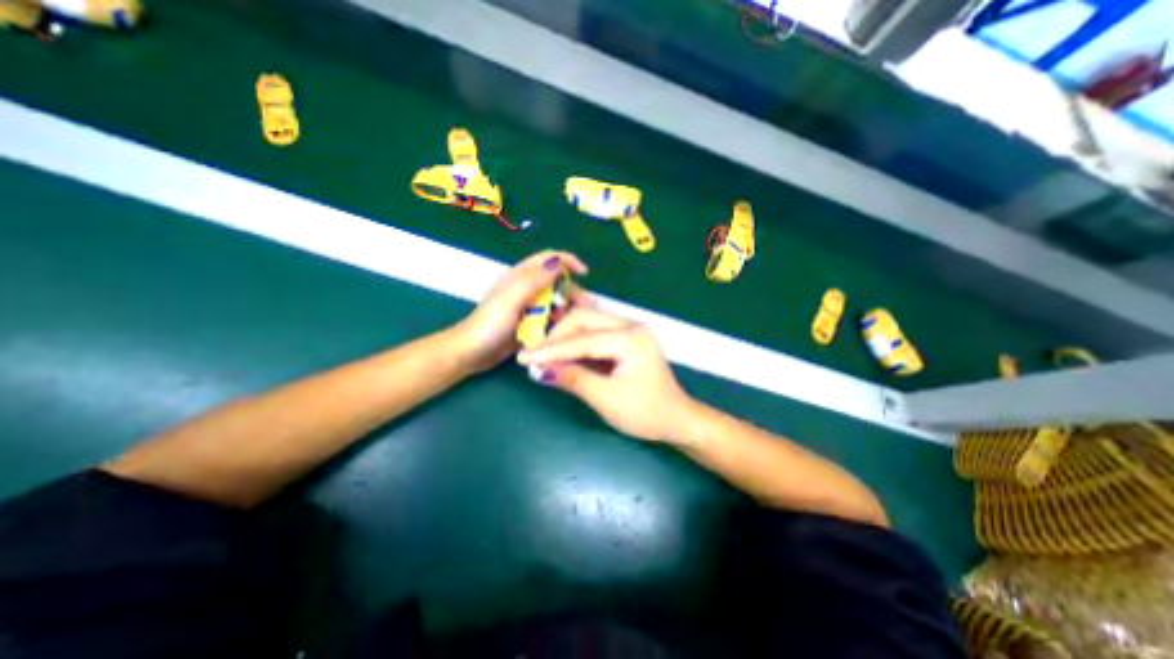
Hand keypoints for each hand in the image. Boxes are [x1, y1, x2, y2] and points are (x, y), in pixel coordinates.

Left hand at [453, 249, 590, 372]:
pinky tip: (565, 331)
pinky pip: (552, 317)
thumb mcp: (511, 299)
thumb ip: (533, 280)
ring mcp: (530, 306)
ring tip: (576, 322)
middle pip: (558, 281)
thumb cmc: (489, 324)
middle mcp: (527, 288)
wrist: (472, 353)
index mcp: (521, 276)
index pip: (549, 258)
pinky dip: (560, 321)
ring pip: (557, 301)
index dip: (568, 261)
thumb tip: (558, 263)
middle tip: (586, 306)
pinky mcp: (531, 322)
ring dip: (569, 308)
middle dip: (573, 290)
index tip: (584, 274)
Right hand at [516, 309, 690, 443]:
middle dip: (556, 337)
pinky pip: (595, 334)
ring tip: (543, 356)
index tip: (524, 357)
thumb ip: (573, 379)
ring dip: (565, 339)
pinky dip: (577, 344)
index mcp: (631, 339)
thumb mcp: (607, 399)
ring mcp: (630, 330)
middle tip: (535, 356)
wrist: (676, 419)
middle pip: (584, 320)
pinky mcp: (626, 339)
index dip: (551, 349)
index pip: (582, 339)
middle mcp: (631, 326)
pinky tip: (562, 356)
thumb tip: (538, 371)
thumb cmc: (646, 413)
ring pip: (588, 324)